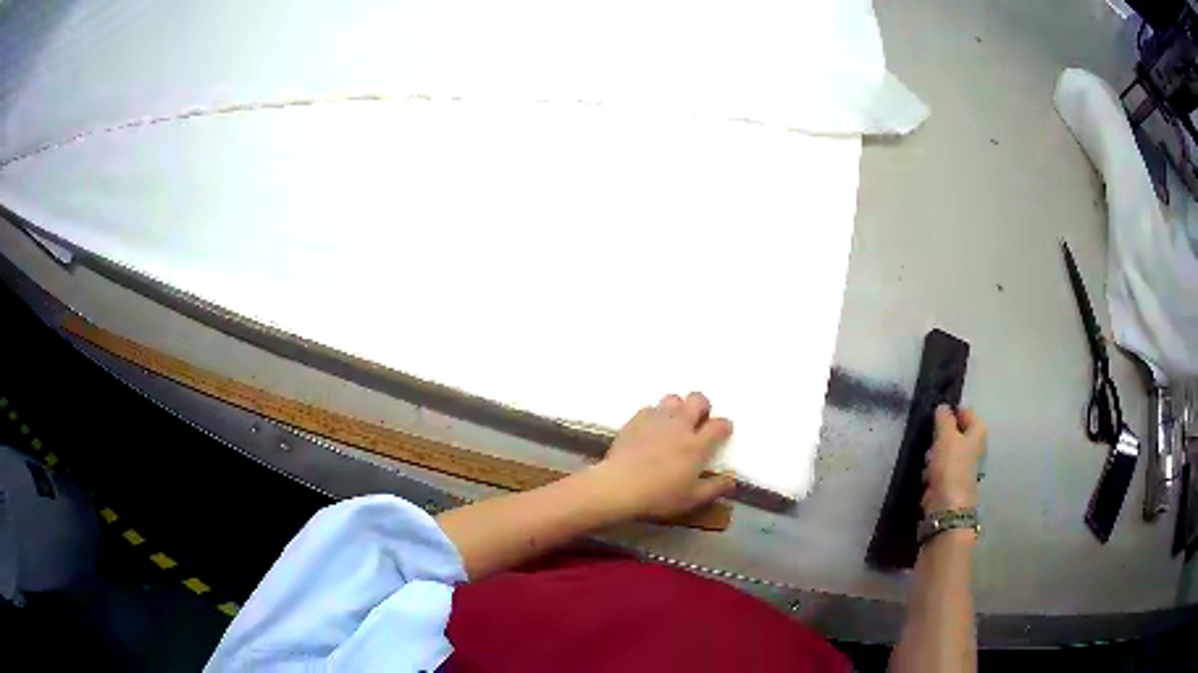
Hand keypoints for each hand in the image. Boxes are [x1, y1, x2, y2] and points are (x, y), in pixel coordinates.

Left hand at [591, 392, 735, 520]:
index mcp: (697, 444)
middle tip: (698, 423)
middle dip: (702, 407)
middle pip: (697, 399)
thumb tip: (732, 479)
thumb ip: (715, 487)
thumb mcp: (692, 499)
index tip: (722, 433)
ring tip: (673, 424)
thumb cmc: (659, 495)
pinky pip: (650, 408)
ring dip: (677, 408)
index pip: (719, 425)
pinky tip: (651, 430)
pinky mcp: (636, 420)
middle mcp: (680, 425)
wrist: (619, 486)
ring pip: (673, 398)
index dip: (724, 427)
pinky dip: (655, 415)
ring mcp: (657, 419)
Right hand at [922, 405, 986, 513]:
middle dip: (940, 435)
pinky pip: (938, 468)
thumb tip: (943, 407)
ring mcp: (962, 465)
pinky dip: (931, 470)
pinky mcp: (950, 481)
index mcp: (978, 431)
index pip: (966, 412)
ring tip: (926, 459)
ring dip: (934, 453)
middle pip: (955, 432)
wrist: (947, 505)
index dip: (951, 412)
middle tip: (930, 438)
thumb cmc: (951, 466)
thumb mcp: (946, 435)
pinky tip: (925, 475)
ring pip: (945, 450)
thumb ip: (944, 418)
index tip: (935, 417)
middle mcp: (974, 446)